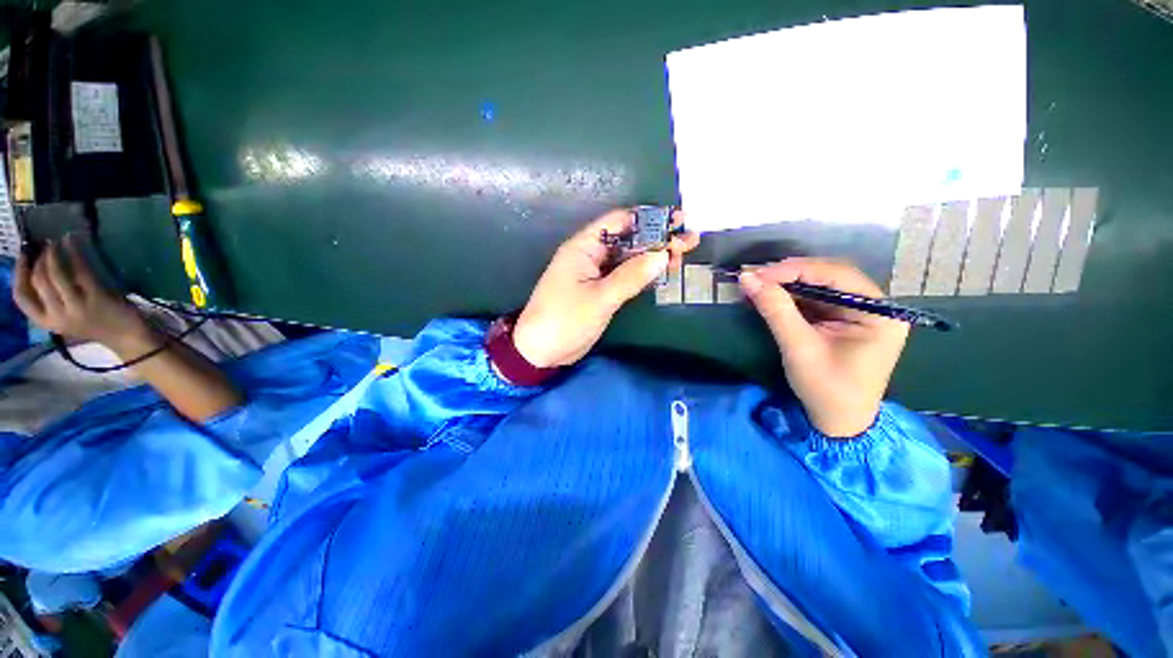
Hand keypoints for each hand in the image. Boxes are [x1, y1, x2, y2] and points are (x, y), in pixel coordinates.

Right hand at [13, 235, 149, 350]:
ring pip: (55, 273)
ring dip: (54, 253)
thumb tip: (38, 268)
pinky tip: (72, 240)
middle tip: (46, 246)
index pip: (21, 297)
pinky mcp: (96, 296)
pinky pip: (80, 269)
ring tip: (57, 242)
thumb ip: (51, 300)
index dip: (18, 274)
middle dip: (39, 259)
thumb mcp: (65, 317)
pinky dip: (74, 251)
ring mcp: (77, 306)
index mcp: (46, 322)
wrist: (127, 336)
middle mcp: (58, 316)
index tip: (22, 257)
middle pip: (37, 281)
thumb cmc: (95, 323)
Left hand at [514, 208, 698, 367]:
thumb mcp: (599, 297)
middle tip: (689, 238)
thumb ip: (631, 276)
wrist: (542, 351)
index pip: (619, 222)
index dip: (647, 219)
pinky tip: (664, 271)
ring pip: (629, 259)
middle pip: (628, 240)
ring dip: (653, 256)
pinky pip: (626, 276)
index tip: (675, 221)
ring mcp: (596, 274)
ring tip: (683, 254)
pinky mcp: (601, 291)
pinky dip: (644, 274)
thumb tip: (663, 254)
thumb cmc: (565, 319)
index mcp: (584, 247)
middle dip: (656, 238)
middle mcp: (591, 256)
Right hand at [739, 258, 908, 437]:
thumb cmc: (826, 388)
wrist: (837, 421)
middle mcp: (872, 306)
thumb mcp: (799, 348)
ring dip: (785, 285)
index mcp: (878, 313)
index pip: (836, 275)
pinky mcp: (841, 320)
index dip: (795, 270)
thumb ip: (776, 310)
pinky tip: (768, 296)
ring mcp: (857, 312)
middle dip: (788, 275)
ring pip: (818, 286)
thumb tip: (747, 278)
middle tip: (754, 278)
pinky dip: (789, 297)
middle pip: (828, 277)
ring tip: (755, 285)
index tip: (759, 274)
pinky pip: (814, 300)